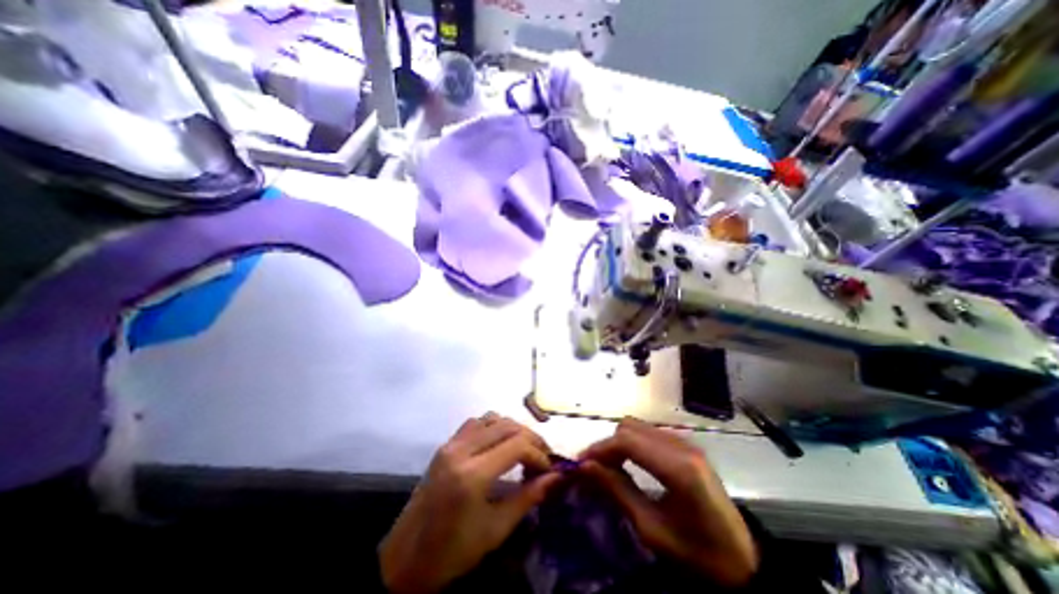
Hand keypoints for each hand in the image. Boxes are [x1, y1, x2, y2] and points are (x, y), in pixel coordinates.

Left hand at [380, 414, 561, 593]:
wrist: (406, 557)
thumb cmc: (453, 551)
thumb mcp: (496, 529)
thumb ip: (528, 497)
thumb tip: (556, 477)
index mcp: (472, 474)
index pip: (516, 445)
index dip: (538, 453)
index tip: (549, 469)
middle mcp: (461, 450)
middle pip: (507, 426)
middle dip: (530, 438)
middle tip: (542, 456)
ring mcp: (451, 444)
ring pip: (492, 418)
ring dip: (513, 429)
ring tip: (523, 448)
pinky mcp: (445, 444)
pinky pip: (476, 422)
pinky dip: (494, 426)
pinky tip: (499, 443)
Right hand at [578, 417, 761, 584]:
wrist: (744, 560)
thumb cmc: (698, 555)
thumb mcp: (652, 530)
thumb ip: (617, 491)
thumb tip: (586, 466)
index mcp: (677, 468)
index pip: (627, 441)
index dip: (600, 448)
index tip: (581, 463)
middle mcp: (681, 445)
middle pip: (630, 427)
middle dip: (608, 444)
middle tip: (595, 468)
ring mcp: (685, 442)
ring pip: (638, 427)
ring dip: (619, 442)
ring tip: (609, 466)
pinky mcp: (686, 445)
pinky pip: (649, 433)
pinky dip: (632, 443)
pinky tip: (629, 463)